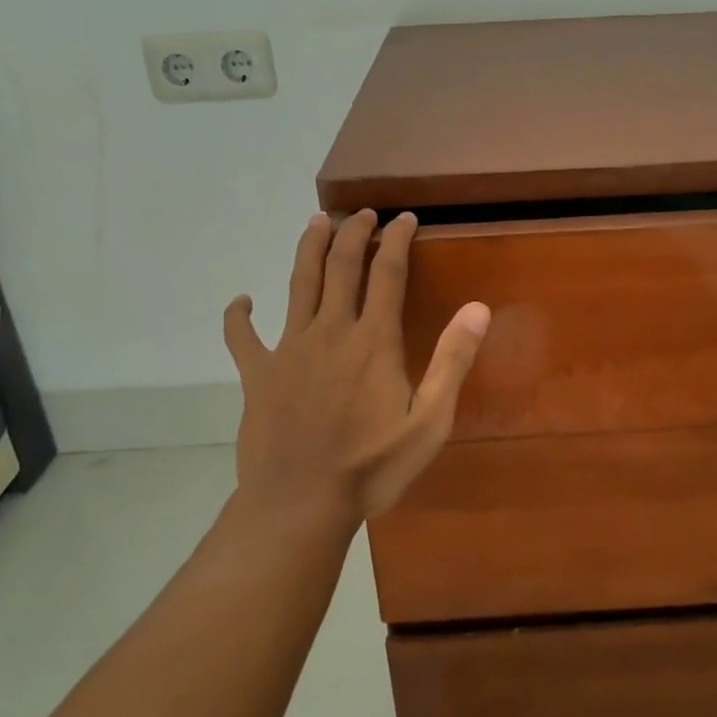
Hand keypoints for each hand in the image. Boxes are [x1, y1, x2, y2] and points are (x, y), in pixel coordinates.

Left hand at [223, 210, 490, 532]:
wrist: (300, 504)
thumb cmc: (372, 467)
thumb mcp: (429, 422)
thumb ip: (452, 361)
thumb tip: (477, 308)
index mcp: (374, 340)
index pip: (387, 272)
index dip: (396, 239)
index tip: (404, 218)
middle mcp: (331, 331)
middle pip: (341, 265)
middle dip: (353, 231)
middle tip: (362, 212)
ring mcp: (289, 348)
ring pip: (298, 283)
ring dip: (308, 248)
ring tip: (315, 222)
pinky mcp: (257, 373)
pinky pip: (242, 337)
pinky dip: (239, 316)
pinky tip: (241, 301)